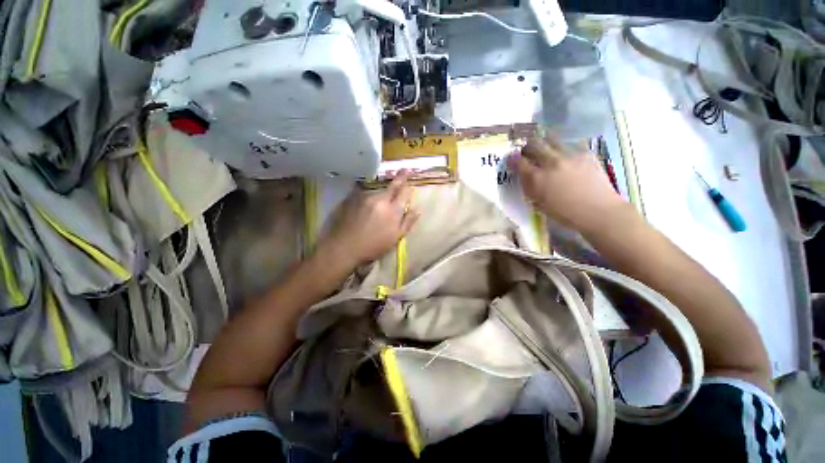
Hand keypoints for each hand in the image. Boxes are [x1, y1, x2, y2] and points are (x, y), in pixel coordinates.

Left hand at [321, 171, 418, 265]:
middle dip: (400, 177)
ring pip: (379, 191)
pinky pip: (366, 193)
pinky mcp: (353, 198)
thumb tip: (418, 209)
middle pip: (392, 186)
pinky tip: (368, 204)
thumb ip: (408, 222)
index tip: (411, 181)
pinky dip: (370, 196)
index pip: (404, 193)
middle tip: (404, 170)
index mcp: (393, 211)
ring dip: (383, 192)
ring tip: (381, 199)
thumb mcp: (395, 238)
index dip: (408, 186)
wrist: (345, 247)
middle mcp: (380, 200)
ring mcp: (366, 197)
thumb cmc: (373, 246)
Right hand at [508, 135, 625, 232]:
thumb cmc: (564, 213)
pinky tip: (566, 157)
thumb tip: (523, 175)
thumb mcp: (538, 203)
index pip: (519, 162)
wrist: (597, 211)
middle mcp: (550, 162)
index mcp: (537, 178)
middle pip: (533, 145)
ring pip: (551, 139)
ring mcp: (569, 155)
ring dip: (544, 143)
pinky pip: (570, 144)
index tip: (512, 160)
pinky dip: (563, 149)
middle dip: (526, 147)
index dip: (513, 159)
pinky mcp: (585, 153)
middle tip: (527, 152)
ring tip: (545, 149)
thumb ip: (529, 187)